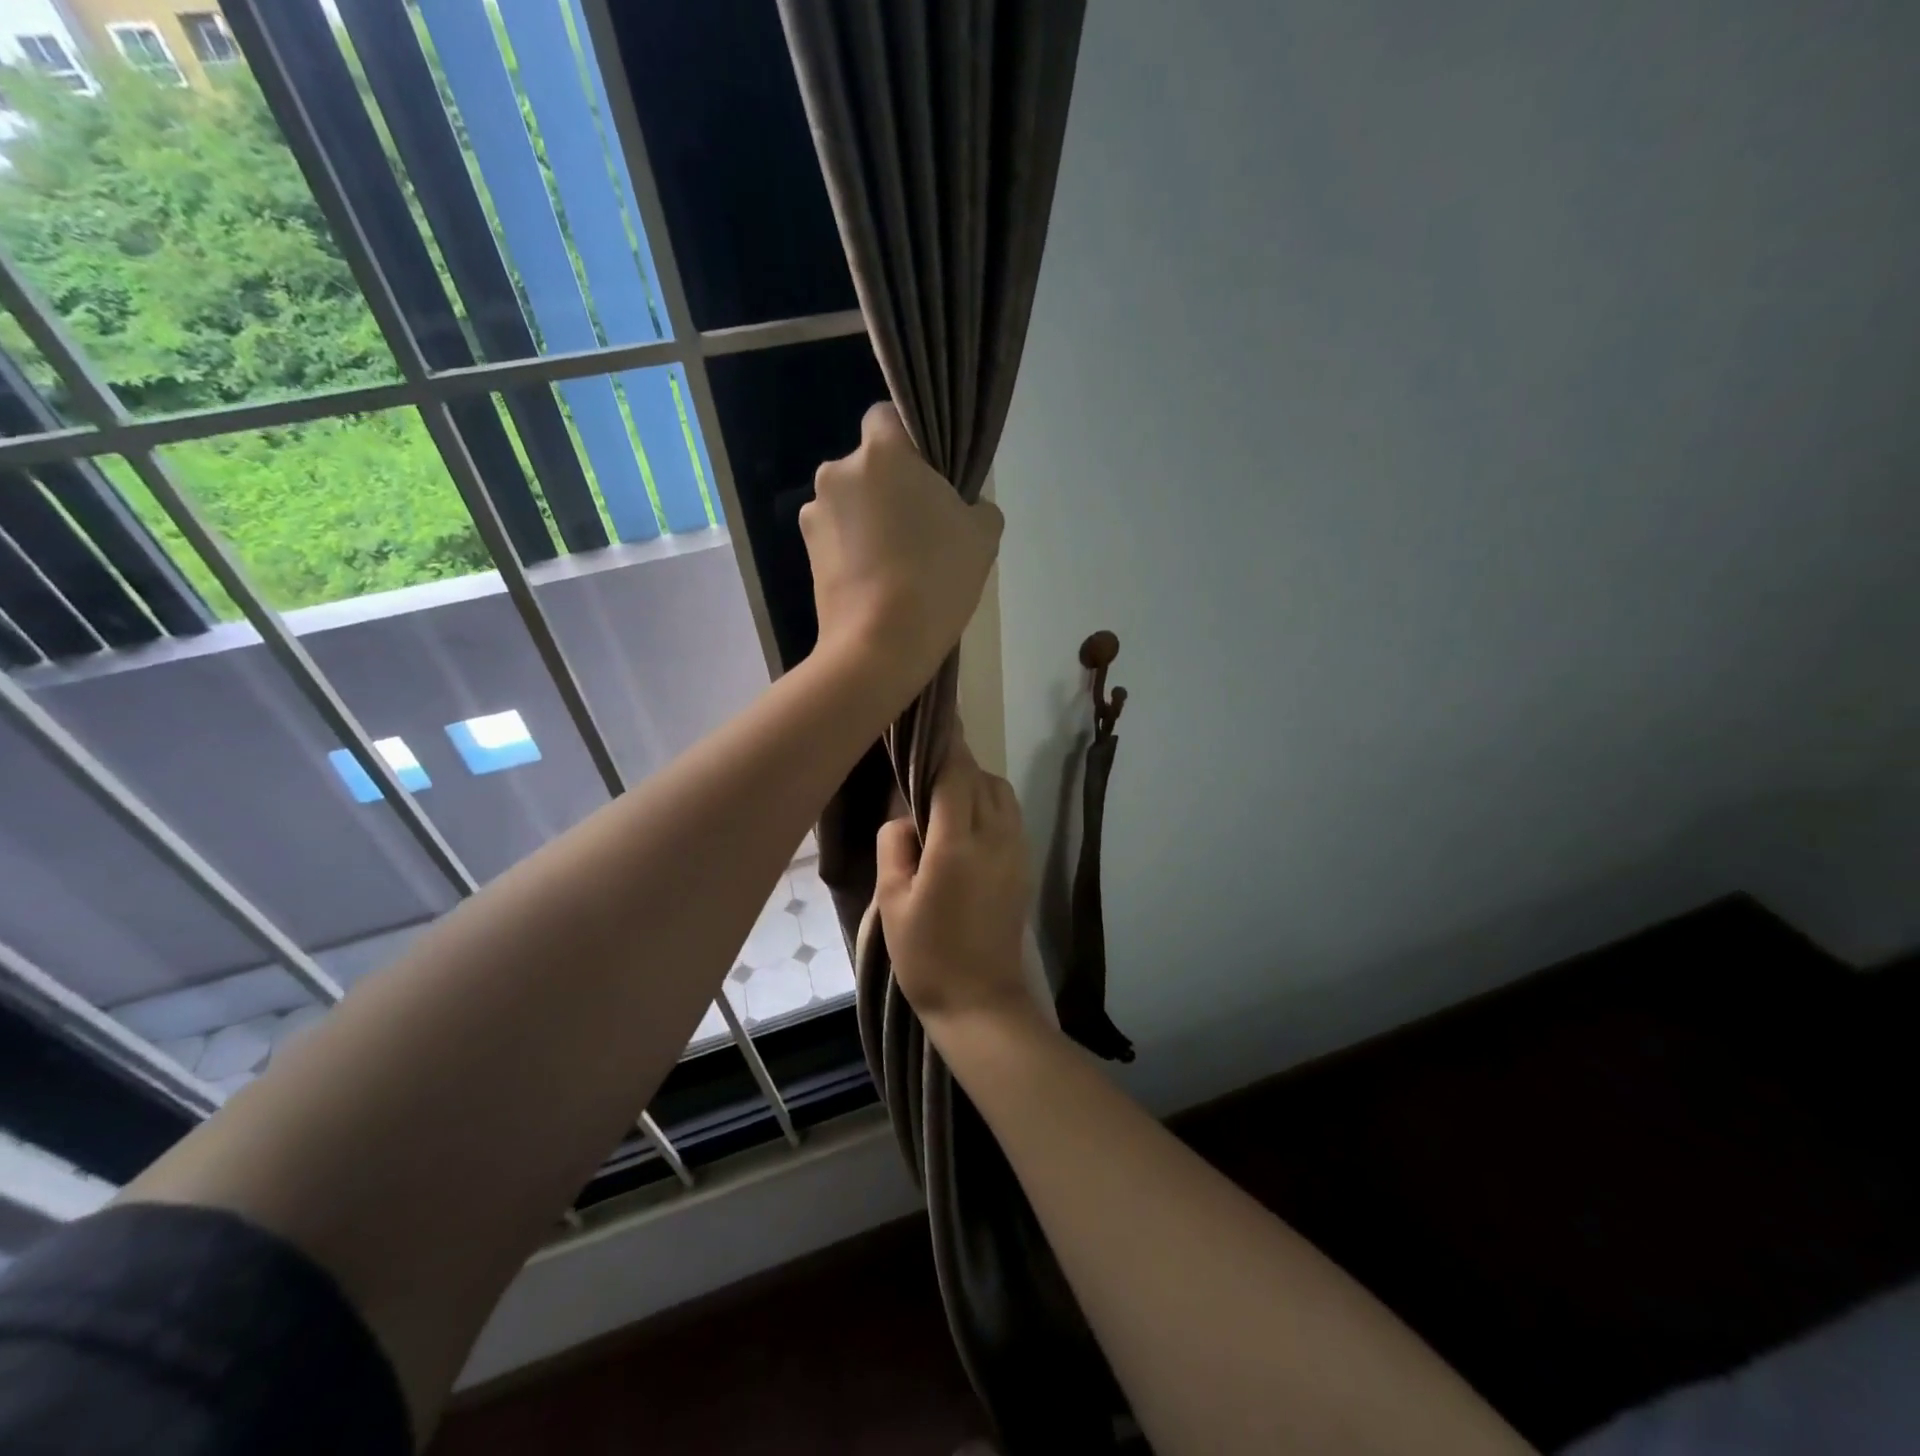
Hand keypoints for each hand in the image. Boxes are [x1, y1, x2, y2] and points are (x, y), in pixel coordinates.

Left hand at [801, 403, 1003, 692]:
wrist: (880, 646)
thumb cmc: (936, 578)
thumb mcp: (982, 536)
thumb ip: (977, 505)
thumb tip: (965, 507)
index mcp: (881, 453)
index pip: (887, 416)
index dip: (909, 441)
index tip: (929, 476)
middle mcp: (837, 472)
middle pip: (868, 466)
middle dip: (890, 487)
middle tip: (921, 528)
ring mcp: (814, 515)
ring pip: (851, 503)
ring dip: (869, 521)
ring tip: (898, 564)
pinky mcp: (805, 554)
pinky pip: (838, 537)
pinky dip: (854, 550)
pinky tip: (878, 583)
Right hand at [876, 739, 1036, 1024]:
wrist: (980, 1001)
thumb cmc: (927, 955)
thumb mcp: (892, 901)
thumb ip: (895, 844)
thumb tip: (907, 817)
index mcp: (957, 844)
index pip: (955, 774)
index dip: (944, 744)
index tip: (932, 720)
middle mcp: (995, 837)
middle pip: (981, 777)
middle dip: (956, 764)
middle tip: (925, 768)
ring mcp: (1017, 850)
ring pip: (1001, 793)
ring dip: (976, 783)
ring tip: (945, 798)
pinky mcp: (1025, 865)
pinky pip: (1010, 815)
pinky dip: (990, 804)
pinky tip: (967, 825)